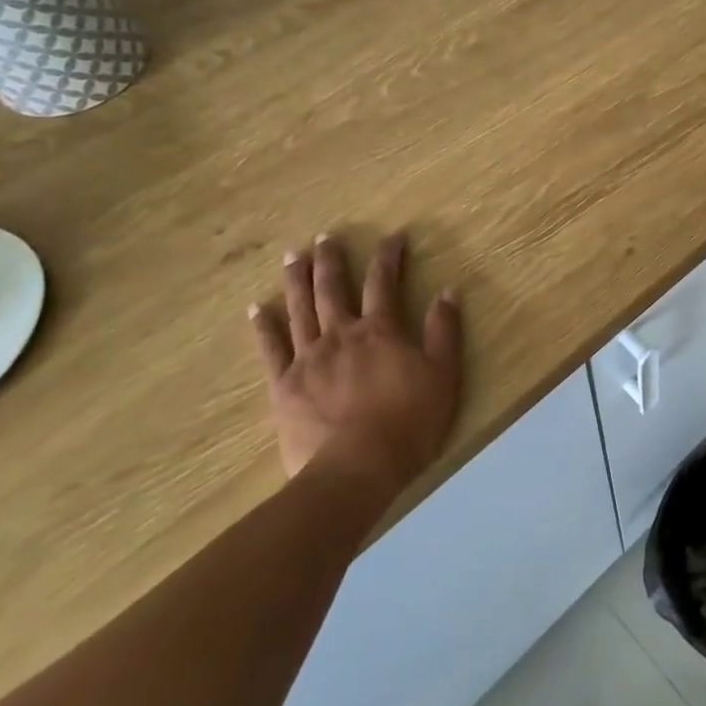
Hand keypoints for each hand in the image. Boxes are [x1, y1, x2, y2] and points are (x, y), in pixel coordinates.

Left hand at [249, 232, 462, 494]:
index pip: (384, 283)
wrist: (356, 469)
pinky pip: (270, 348)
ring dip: (296, 279)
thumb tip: (447, 292)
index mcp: (380, 331)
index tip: (393, 236)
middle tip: (326, 237)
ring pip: (300, 309)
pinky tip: (258, 308)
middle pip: (333, 288)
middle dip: (331, 259)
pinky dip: (264, 326)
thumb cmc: (408, 423)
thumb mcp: (443, 375)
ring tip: (293, 255)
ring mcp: (308, 358)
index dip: (389, 256)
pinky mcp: (284, 385)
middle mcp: (341, 334)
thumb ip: (444, 332)